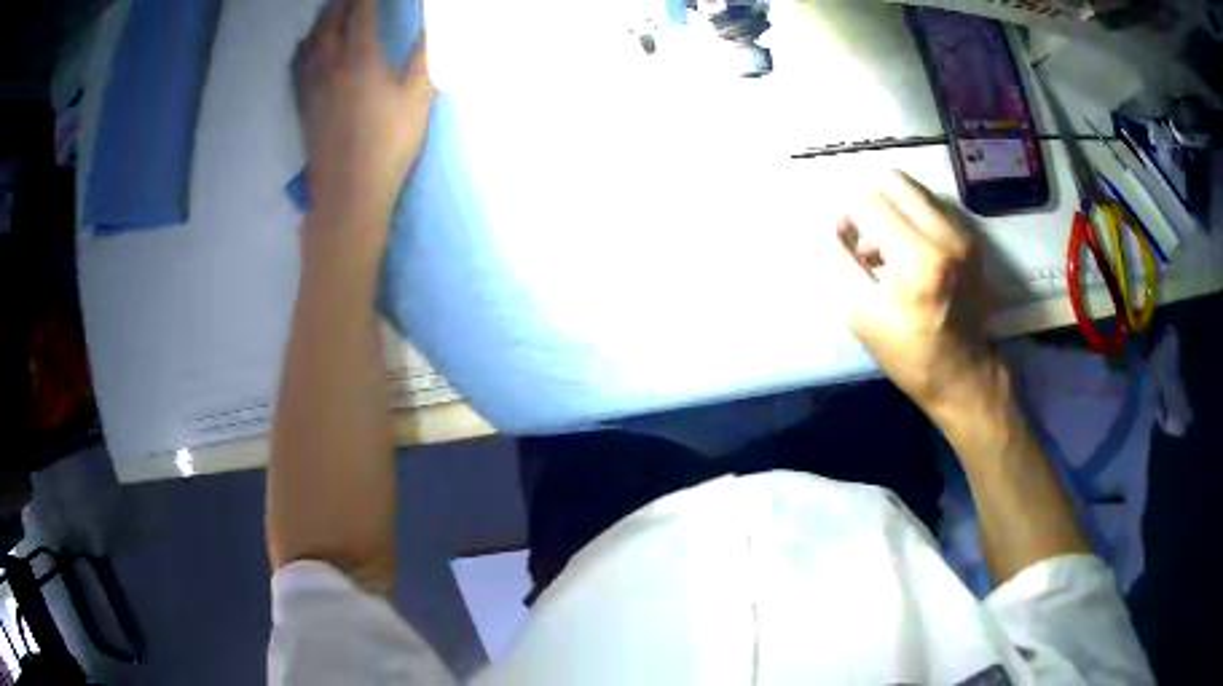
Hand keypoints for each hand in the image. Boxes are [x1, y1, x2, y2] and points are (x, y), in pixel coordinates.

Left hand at [293, 0, 432, 219]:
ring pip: (312, 39)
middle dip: (342, 3)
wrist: (349, 190)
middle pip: (331, 20)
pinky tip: (309, 44)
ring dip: (323, 19)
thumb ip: (423, 57)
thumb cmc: (389, 144)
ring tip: (333, 11)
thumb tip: (427, 27)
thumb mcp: (418, 98)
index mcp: (361, 58)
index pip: (360, 11)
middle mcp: (331, 63)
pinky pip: (299, 62)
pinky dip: (305, 44)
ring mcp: (312, 83)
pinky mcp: (303, 102)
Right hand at [834, 171, 996, 414]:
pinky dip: (911, 216)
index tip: (841, 234)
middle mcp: (945, 235)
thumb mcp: (860, 313)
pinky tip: (907, 248)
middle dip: (868, 199)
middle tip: (861, 232)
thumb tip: (835, 223)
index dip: (845, 210)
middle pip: (893, 181)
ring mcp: (962, 234)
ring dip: (890, 206)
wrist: (963, 372)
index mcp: (917, 260)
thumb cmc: (908, 353)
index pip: (867, 201)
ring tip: (884, 243)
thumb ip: (841, 259)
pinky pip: (930, 205)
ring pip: (913, 189)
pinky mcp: (971, 238)